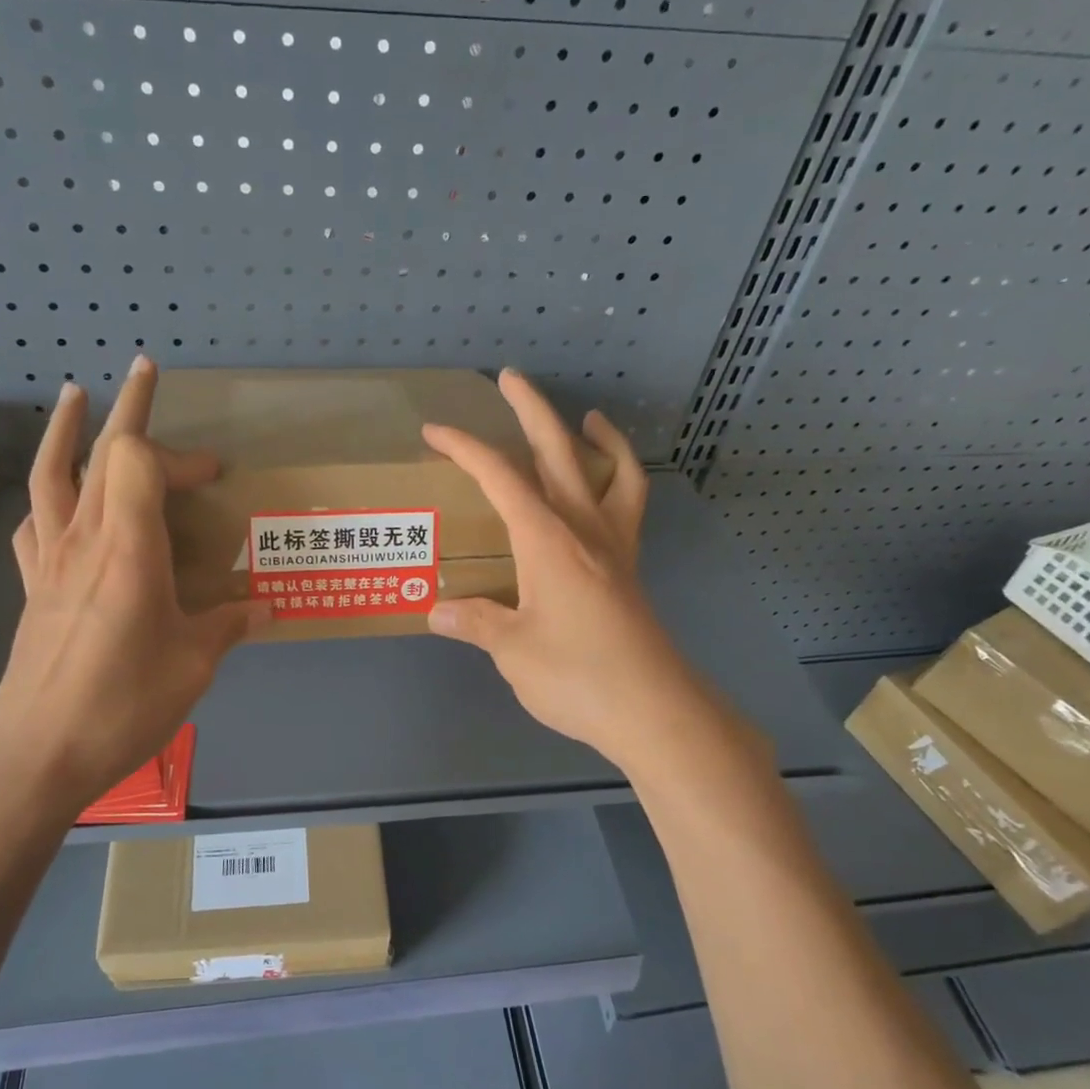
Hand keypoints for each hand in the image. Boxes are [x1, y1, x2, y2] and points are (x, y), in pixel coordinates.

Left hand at [0, 357, 266, 826]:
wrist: (35, 752)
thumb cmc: (121, 704)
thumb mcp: (193, 666)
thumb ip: (228, 625)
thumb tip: (262, 606)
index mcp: (128, 549)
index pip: (140, 461)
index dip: (180, 454)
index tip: (214, 474)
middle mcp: (84, 541)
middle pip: (98, 452)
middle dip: (128, 408)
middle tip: (145, 369)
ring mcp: (50, 561)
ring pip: (52, 475)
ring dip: (67, 430)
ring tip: (76, 396)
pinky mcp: (32, 587)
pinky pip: (37, 520)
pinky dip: (49, 493)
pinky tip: (57, 497)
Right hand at [423, 370, 720, 775]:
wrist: (653, 710)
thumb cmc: (577, 677)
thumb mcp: (512, 651)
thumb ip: (475, 622)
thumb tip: (437, 610)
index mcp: (547, 540)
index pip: (501, 478)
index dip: (466, 448)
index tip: (436, 432)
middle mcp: (583, 529)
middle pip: (558, 453)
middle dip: (531, 411)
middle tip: (510, 378)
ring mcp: (614, 546)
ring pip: (609, 472)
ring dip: (594, 438)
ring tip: (584, 418)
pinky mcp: (629, 569)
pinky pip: (631, 508)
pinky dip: (624, 482)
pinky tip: (611, 486)